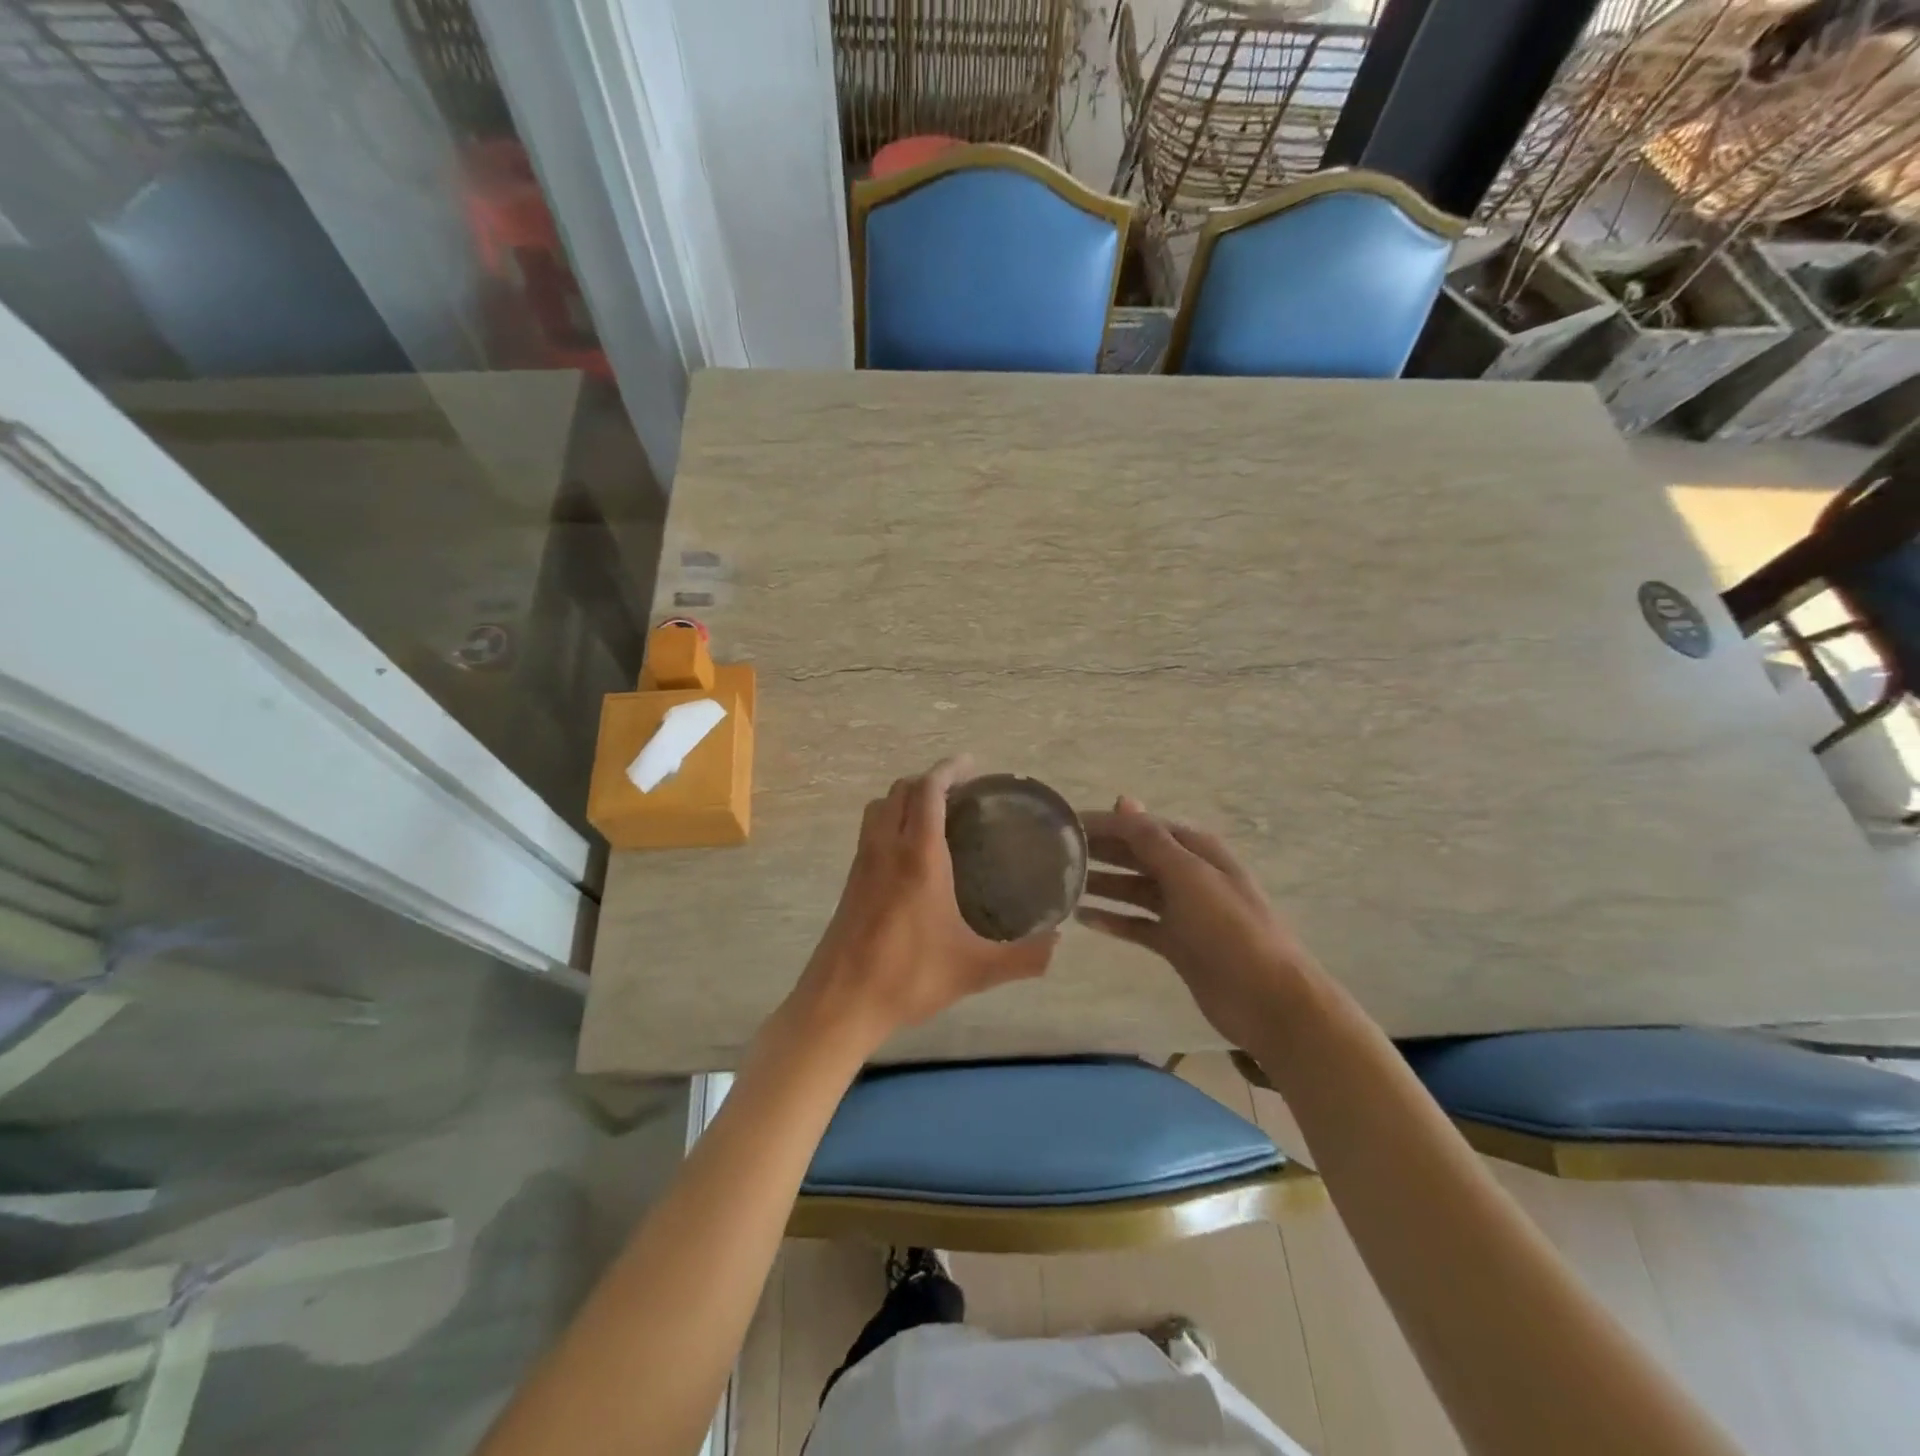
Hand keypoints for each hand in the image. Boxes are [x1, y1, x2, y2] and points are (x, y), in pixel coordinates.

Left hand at [789, 757, 1056, 1056]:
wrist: (840, 1002)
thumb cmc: (907, 977)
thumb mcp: (974, 970)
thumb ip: (1024, 957)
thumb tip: (1059, 943)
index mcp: (918, 857)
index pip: (928, 791)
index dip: (949, 769)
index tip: (972, 765)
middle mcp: (886, 848)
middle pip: (901, 790)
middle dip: (930, 779)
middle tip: (962, 790)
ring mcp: (862, 863)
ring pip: (879, 807)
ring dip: (906, 797)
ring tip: (936, 812)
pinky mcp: (850, 881)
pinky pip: (870, 830)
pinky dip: (891, 819)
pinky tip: (912, 852)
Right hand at [1076, 796, 1319, 1051]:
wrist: (1268, 999)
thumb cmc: (1229, 929)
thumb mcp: (1189, 877)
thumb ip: (1152, 840)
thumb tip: (1123, 799)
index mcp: (1195, 850)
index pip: (1140, 826)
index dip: (1104, 824)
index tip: (1062, 826)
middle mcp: (1187, 874)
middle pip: (1135, 855)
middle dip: (1099, 851)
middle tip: (1053, 855)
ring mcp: (1182, 910)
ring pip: (1132, 889)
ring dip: (1102, 885)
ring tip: (1062, 885)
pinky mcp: (1176, 943)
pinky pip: (1136, 924)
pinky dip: (1113, 920)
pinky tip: (1083, 920)